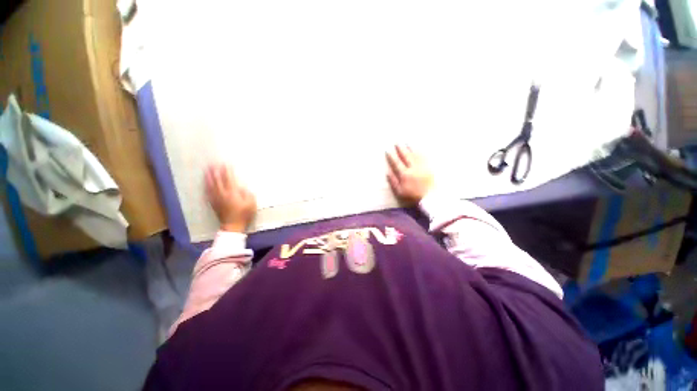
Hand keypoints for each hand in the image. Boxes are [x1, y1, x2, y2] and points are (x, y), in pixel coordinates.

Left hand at [205, 163, 256, 232]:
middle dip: (215, 171)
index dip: (227, 171)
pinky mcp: (214, 203)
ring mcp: (217, 199)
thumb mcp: (251, 203)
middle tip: (213, 164)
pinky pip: (208, 193)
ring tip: (207, 171)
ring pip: (210, 185)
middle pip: (217, 180)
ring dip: (209, 177)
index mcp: (232, 193)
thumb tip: (242, 187)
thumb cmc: (244, 214)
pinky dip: (206, 187)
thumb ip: (247, 194)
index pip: (229, 179)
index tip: (226, 164)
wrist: (233, 226)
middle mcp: (222, 194)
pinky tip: (205, 184)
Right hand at [386, 145, 433, 205]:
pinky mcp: (429, 167)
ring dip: (410, 148)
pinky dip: (420, 151)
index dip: (392, 156)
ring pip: (415, 154)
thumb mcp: (400, 191)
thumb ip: (393, 181)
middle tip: (397, 142)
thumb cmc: (413, 195)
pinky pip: (424, 156)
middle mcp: (413, 168)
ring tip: (407, 142)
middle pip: (406, 156)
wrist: (430, 196)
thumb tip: (387, 172)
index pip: (397, 162)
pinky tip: (418, 148)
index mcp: (405, 174)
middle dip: (401, 148)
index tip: (387, 150)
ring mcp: (422, 166)